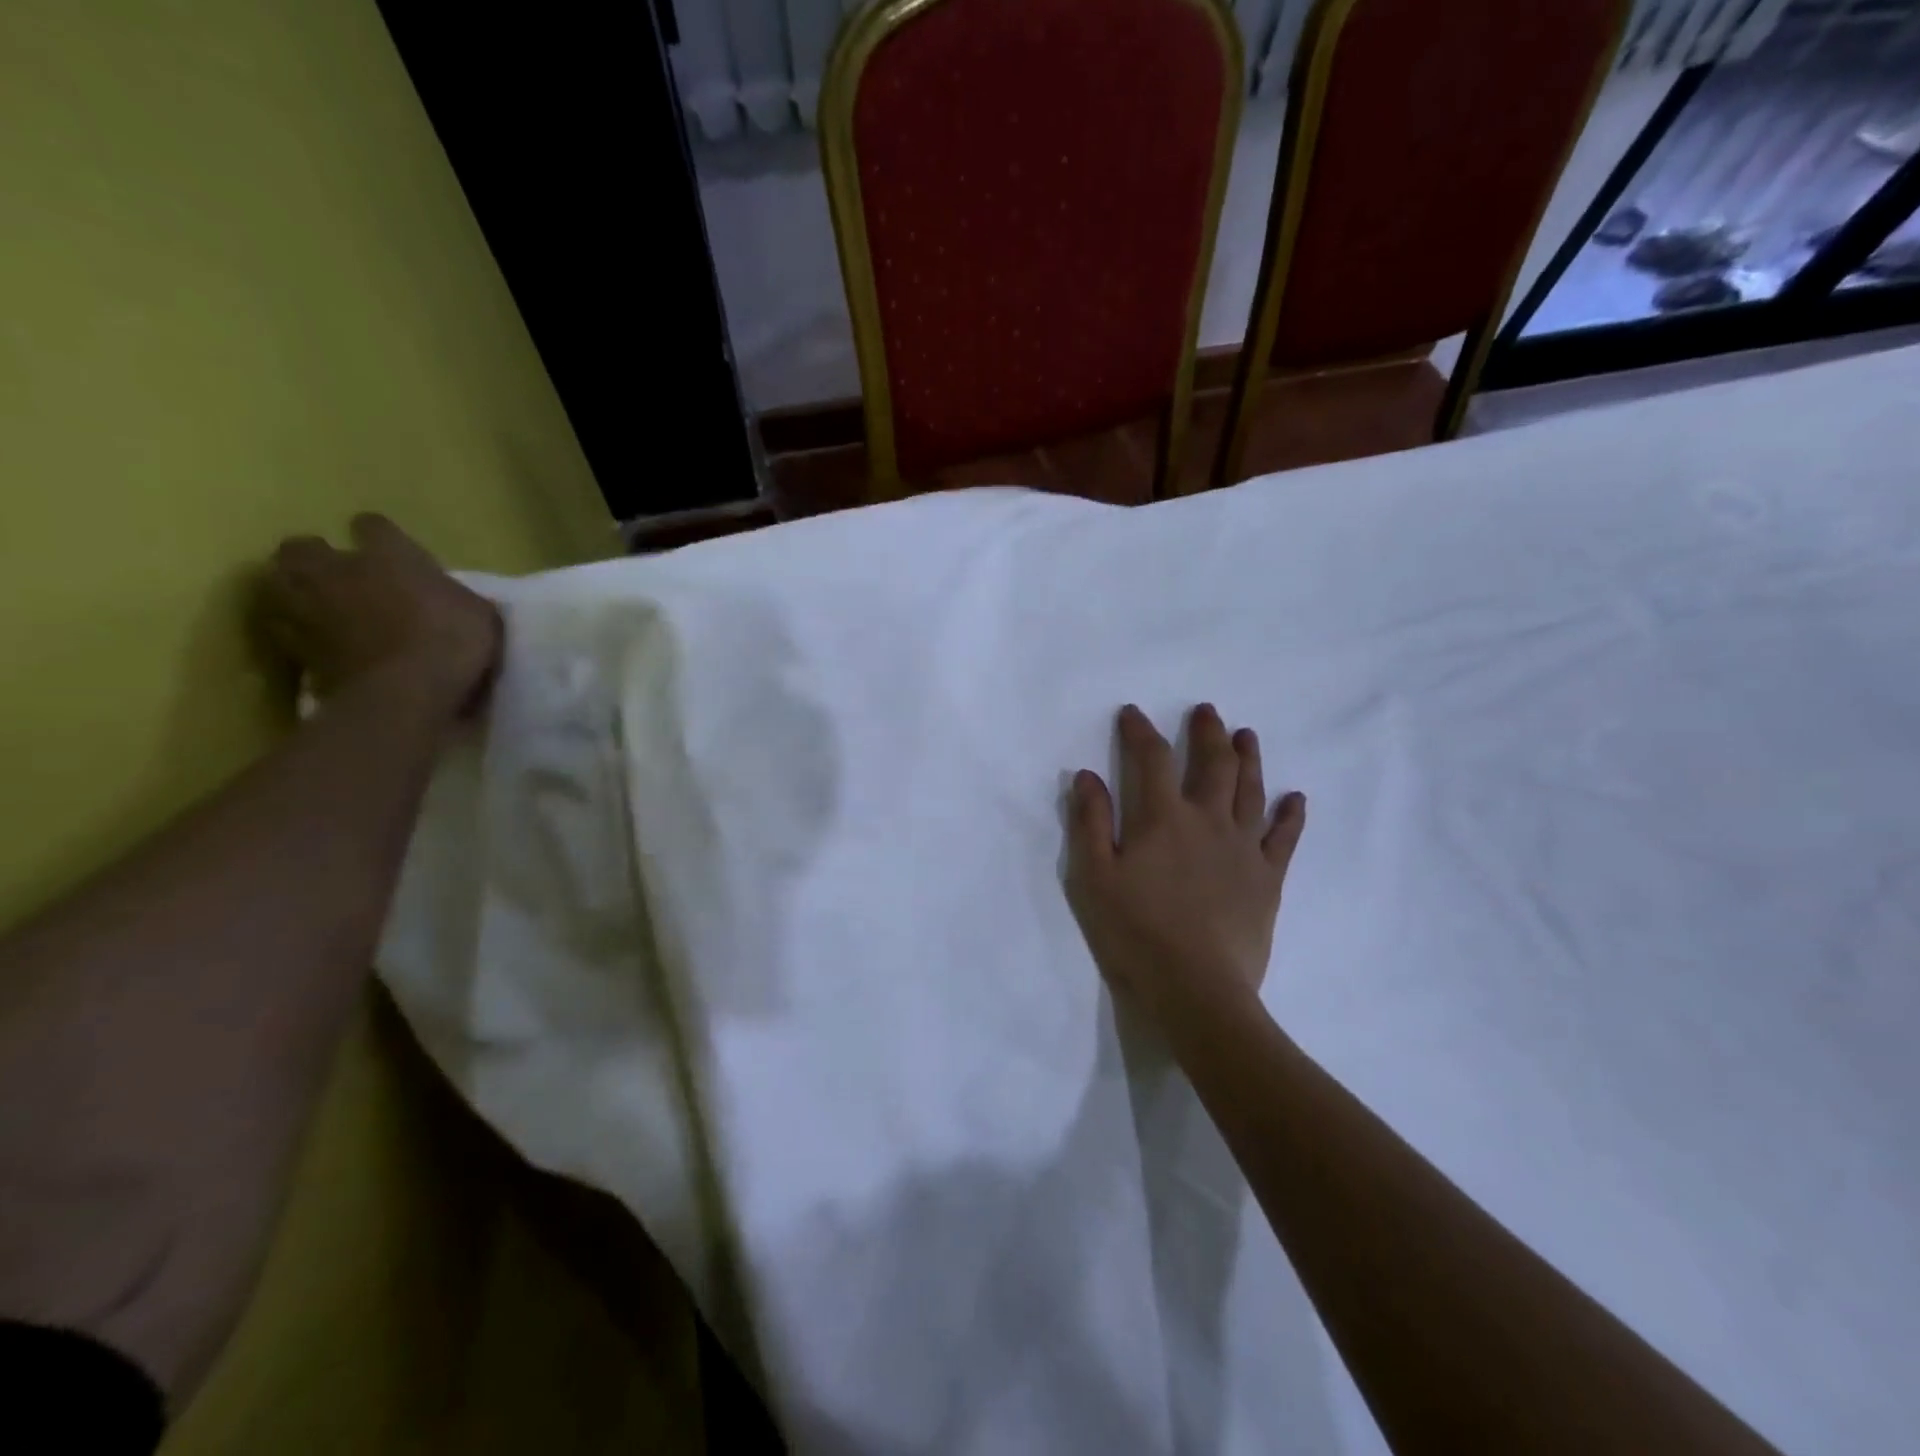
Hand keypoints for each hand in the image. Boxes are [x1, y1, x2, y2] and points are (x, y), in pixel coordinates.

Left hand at [257, 514, 501, 713]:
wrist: (405, 693)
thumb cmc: (452, 643)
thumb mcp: (480, 615)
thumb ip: (456, 598)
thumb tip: (454, 599)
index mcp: (387, 554)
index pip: (373, 525)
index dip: (381, 538)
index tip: (395, 555)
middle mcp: (337, 569)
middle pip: (302, 546)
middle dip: (317, 557)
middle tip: (340, 577)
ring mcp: (306, 607)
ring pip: (277, 582)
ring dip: (295, 590)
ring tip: (316, 606)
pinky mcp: (293, 646)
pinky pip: (283, 628)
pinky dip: (296, 632)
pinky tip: (316, 642)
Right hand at [1065, 704, 1306, 1029]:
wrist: (1196, 988)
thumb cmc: (1135, 932)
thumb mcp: (1094, 877)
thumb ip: (1091, 823)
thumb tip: (1087, 775)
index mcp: (1163, 818)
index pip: (1152, 759)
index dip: (1141, 731)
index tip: (1132, 713)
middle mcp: (1208, 820)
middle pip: (1213, 763)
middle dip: (1207, 732)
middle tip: (1207, 711)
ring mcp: (1243, 848)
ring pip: (1250, 790)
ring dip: (1249, 758)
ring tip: (1247, 735)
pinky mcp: (1267, 878)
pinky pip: (1284, 838)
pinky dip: (1291, 815)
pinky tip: (1296, 798)